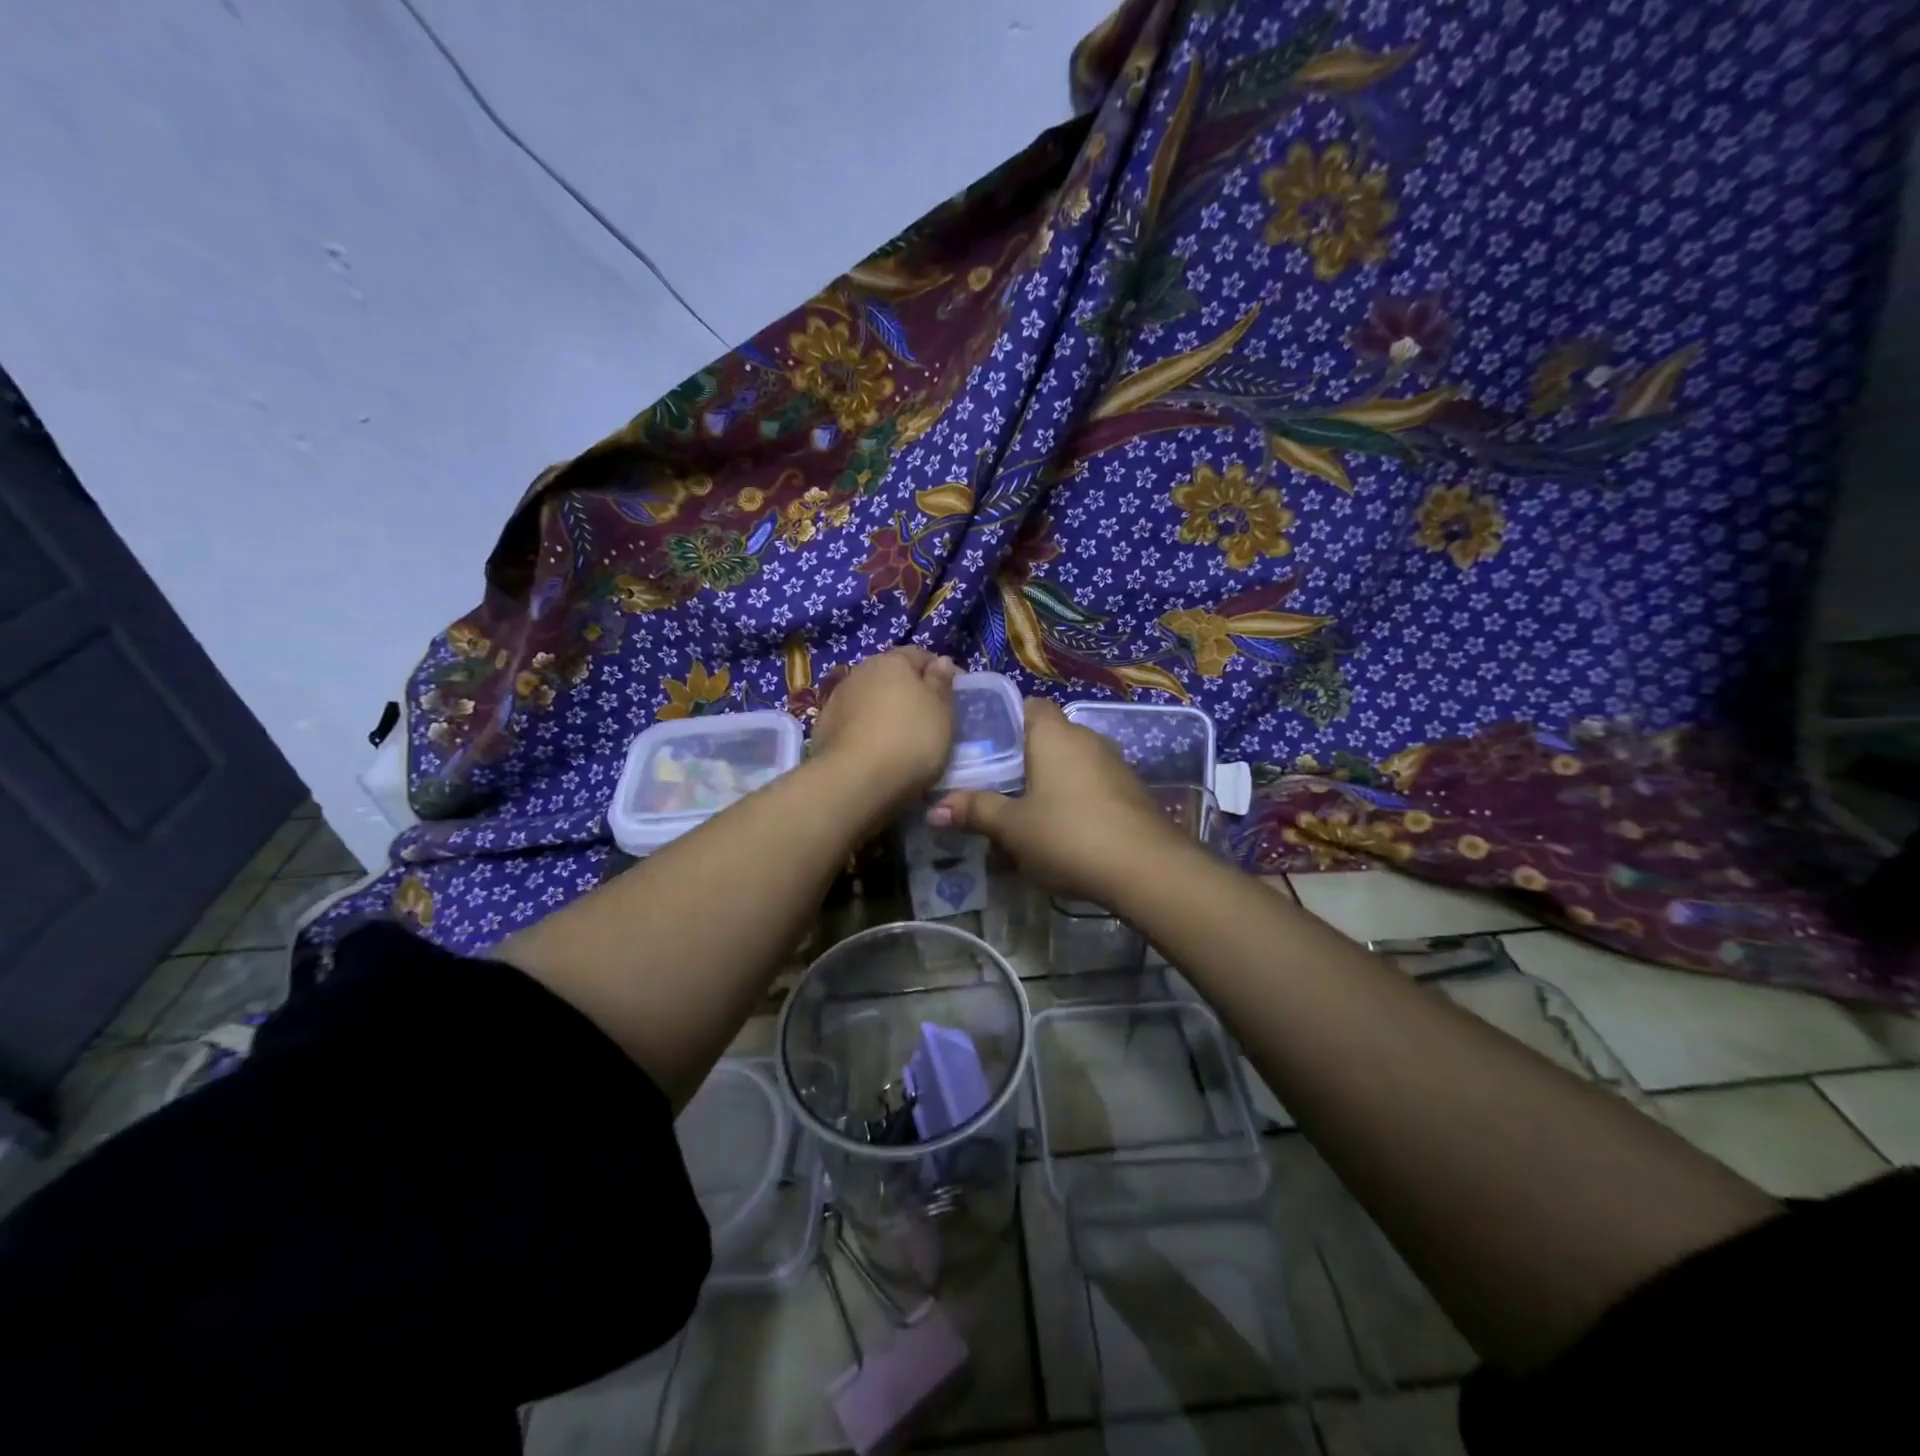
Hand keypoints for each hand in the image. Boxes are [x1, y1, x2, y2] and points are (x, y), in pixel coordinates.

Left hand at [812, 647, 959, 802]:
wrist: (855, 780)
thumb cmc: (910, 739)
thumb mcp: (941, 711)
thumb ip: (941, 683)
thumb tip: (940, 662)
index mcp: (891, 661)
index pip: (921, 655)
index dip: (940, 672)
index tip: (954, 695)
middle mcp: (860, 671)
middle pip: (891, 676)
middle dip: (909, 691)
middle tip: (928, 717)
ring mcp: (837, 699)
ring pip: (870, 699)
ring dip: (885, 711)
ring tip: (901, 738)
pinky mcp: (823, 728)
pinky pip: (854, 723)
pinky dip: (867, 731)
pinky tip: (876, 751)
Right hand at [928, 698, 1189, 905]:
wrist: (1147, 869)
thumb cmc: (1069, 836)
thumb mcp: (1013, 828)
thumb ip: (974, 811)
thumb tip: (933, 809)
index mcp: (1054, 734)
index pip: (1027, 705)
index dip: (1003, 720)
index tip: (981, 746)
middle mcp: (1086, 738)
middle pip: (1047, 736)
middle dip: (1022, 758)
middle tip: (993, 785)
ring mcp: (1114, 764)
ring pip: (1070, 763)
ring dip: (1048, 781)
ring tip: (1023, 813)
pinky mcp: (1130, 791)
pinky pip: (1090, 784)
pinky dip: (1073, 799)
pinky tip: (1061, 830)